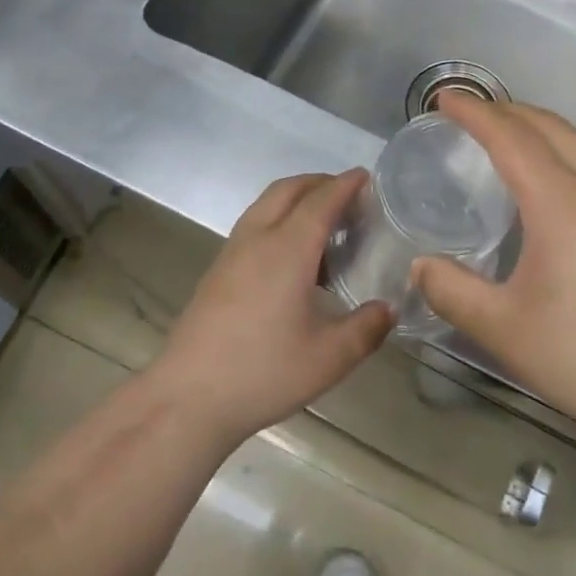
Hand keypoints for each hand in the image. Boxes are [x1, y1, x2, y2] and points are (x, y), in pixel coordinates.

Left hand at [149, 171, 393, 448]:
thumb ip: (366, 328)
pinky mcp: (217, 271)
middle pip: (289, 190)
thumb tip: (388, 308)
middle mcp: (258, 238)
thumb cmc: (264, 372)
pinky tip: (293, 259)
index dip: (346, 184)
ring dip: (296, 200)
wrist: (187, 398)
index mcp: (288, 248)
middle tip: (349, 196)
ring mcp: (232, 253)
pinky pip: (254, 225)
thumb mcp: (329, 358)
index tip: (367, 176)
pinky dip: (278, 220)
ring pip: (266, 205)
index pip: (322, 200)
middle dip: (320, 183)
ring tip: (324, 226)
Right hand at [413, 96, 575, 441]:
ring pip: (574, 144)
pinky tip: (544, 189)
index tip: (445, 98)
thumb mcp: (506, 329)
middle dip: (506, 110)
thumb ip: (454, 292)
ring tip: (502, 141)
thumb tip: (420, 267)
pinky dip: (556, 154)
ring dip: (535, 130)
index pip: (510, 137)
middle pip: (548, 127)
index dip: (475, 113)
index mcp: (560, 201)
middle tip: (469, 113)